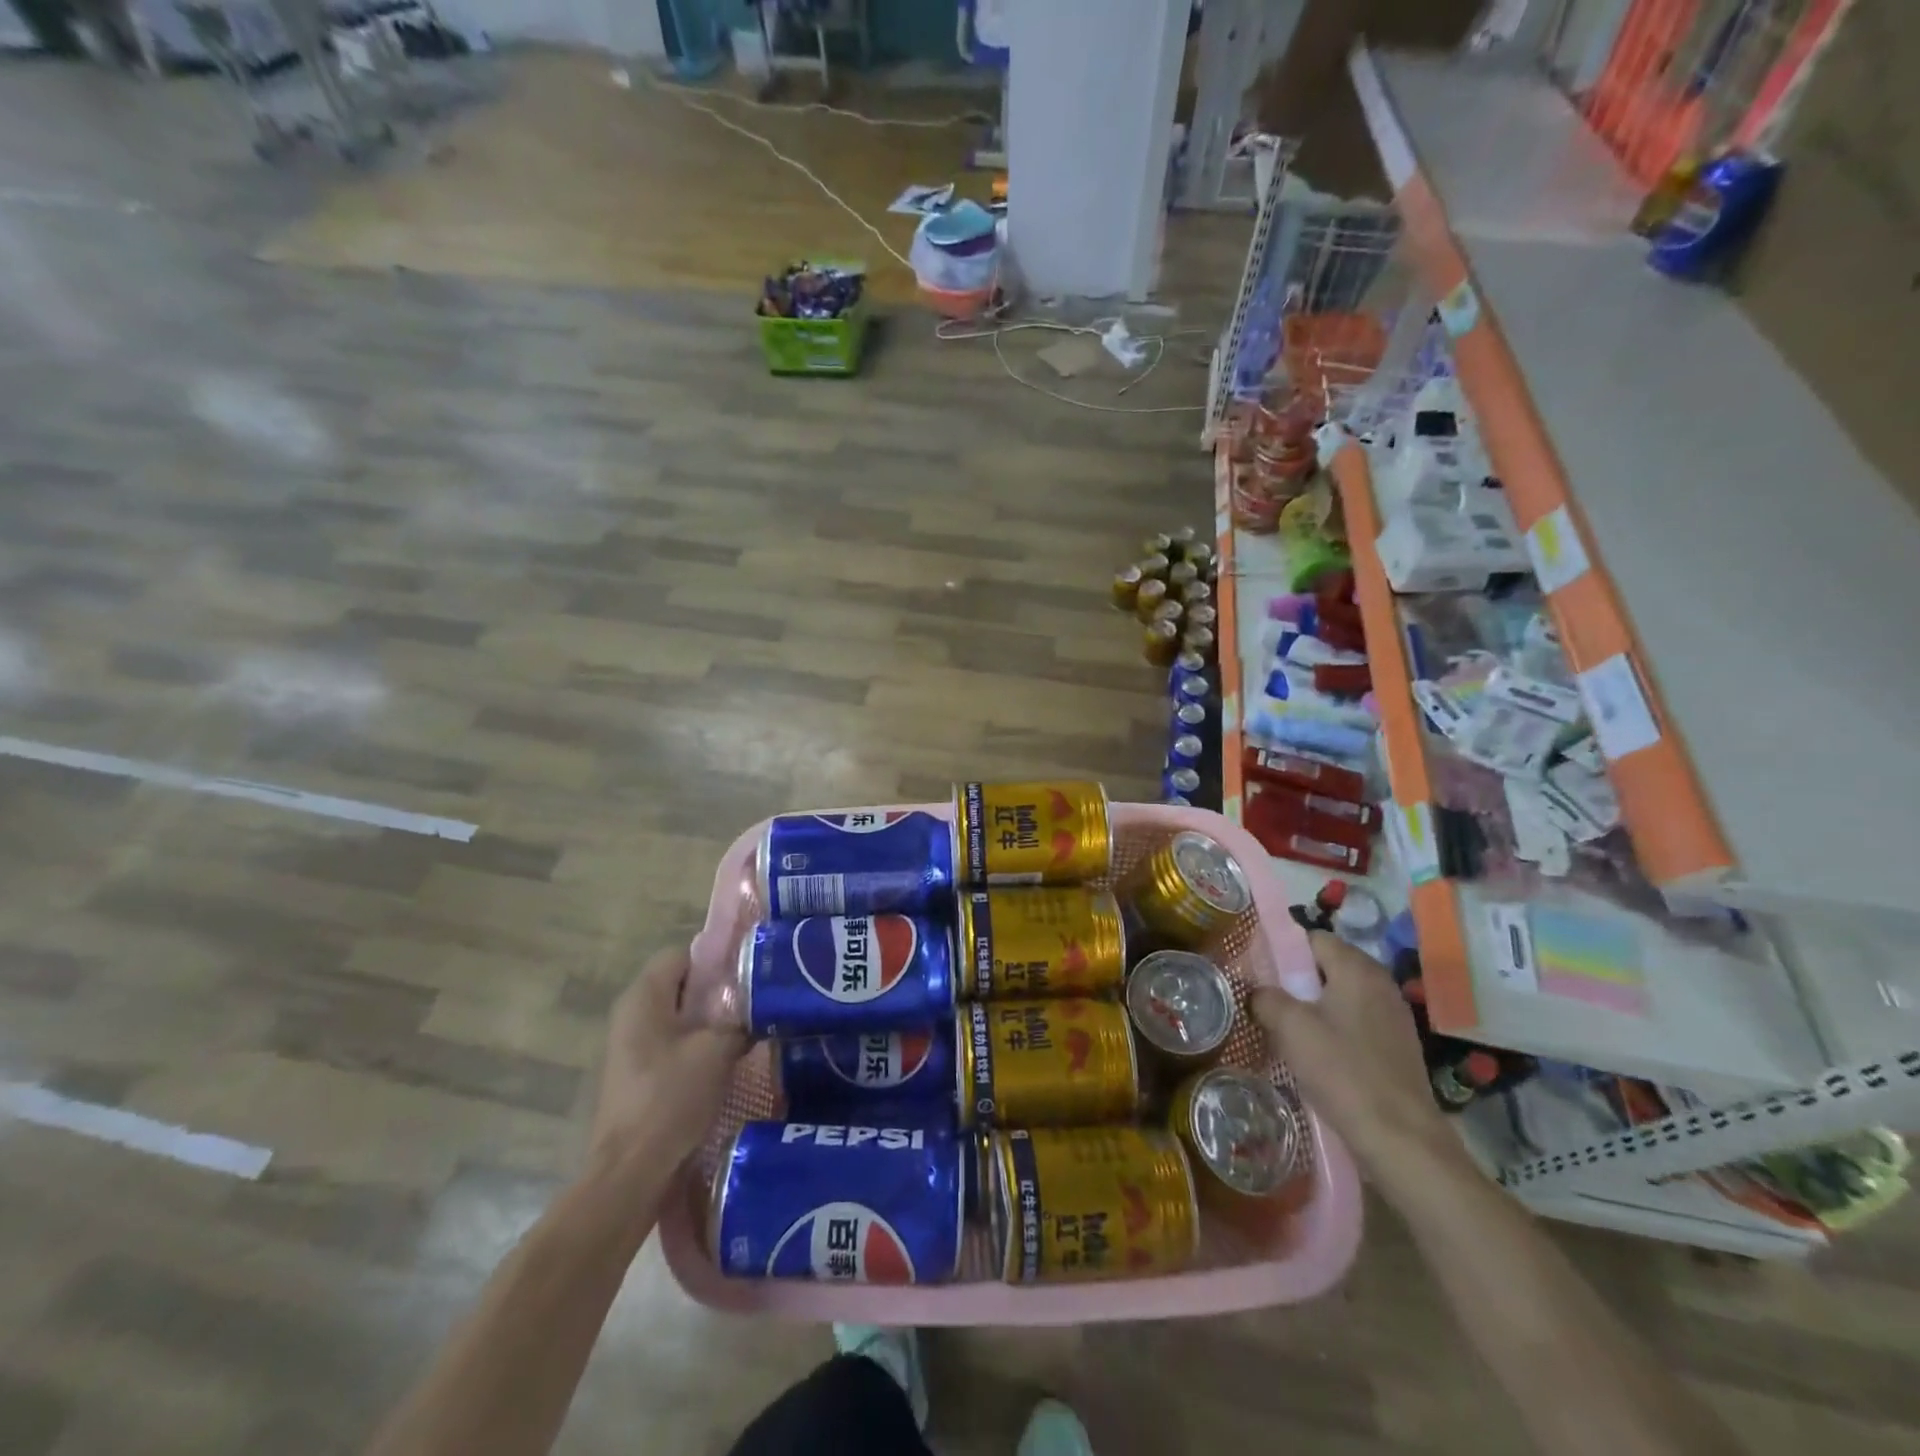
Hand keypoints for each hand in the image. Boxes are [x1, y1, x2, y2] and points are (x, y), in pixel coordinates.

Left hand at [591, 946, 747, 1167]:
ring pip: (681, 1018)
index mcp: (644, 997)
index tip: (750, 973)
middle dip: (718, 992)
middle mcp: (632, 1014)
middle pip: (682, 986)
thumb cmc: (670, 1098)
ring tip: (749, 1031)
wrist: (631, 1173)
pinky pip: (674, 1046)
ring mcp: (631, 1048)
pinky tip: (728, 1063)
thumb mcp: (717, 1050)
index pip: (683, 954)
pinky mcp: (638, 1077)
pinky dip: (699, 1049)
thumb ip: (740, 1018)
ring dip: (712, 1023)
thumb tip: (762, 1004)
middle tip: (756, 1002)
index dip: (717, 959)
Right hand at [1251, 932, 1467, 1196]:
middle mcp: (1380, 984)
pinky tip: (1317, 1056)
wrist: (1401, 1139)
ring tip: (1287, 1030)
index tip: (1259, 972)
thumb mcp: (1290, 1027)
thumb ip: (1266, 998)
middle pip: (1328, 966)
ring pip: (1341, 997)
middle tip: (1268, 1001)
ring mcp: (1394, 1017)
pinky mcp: (1398, 1047)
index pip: (1313, 938)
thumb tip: (1258, 993)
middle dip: (1296, 981)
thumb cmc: (1342, 1071)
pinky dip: (1334, 1030)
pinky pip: (1355, 1023)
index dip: (1283, 950)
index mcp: (1357, 968)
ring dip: (1314, 1008)